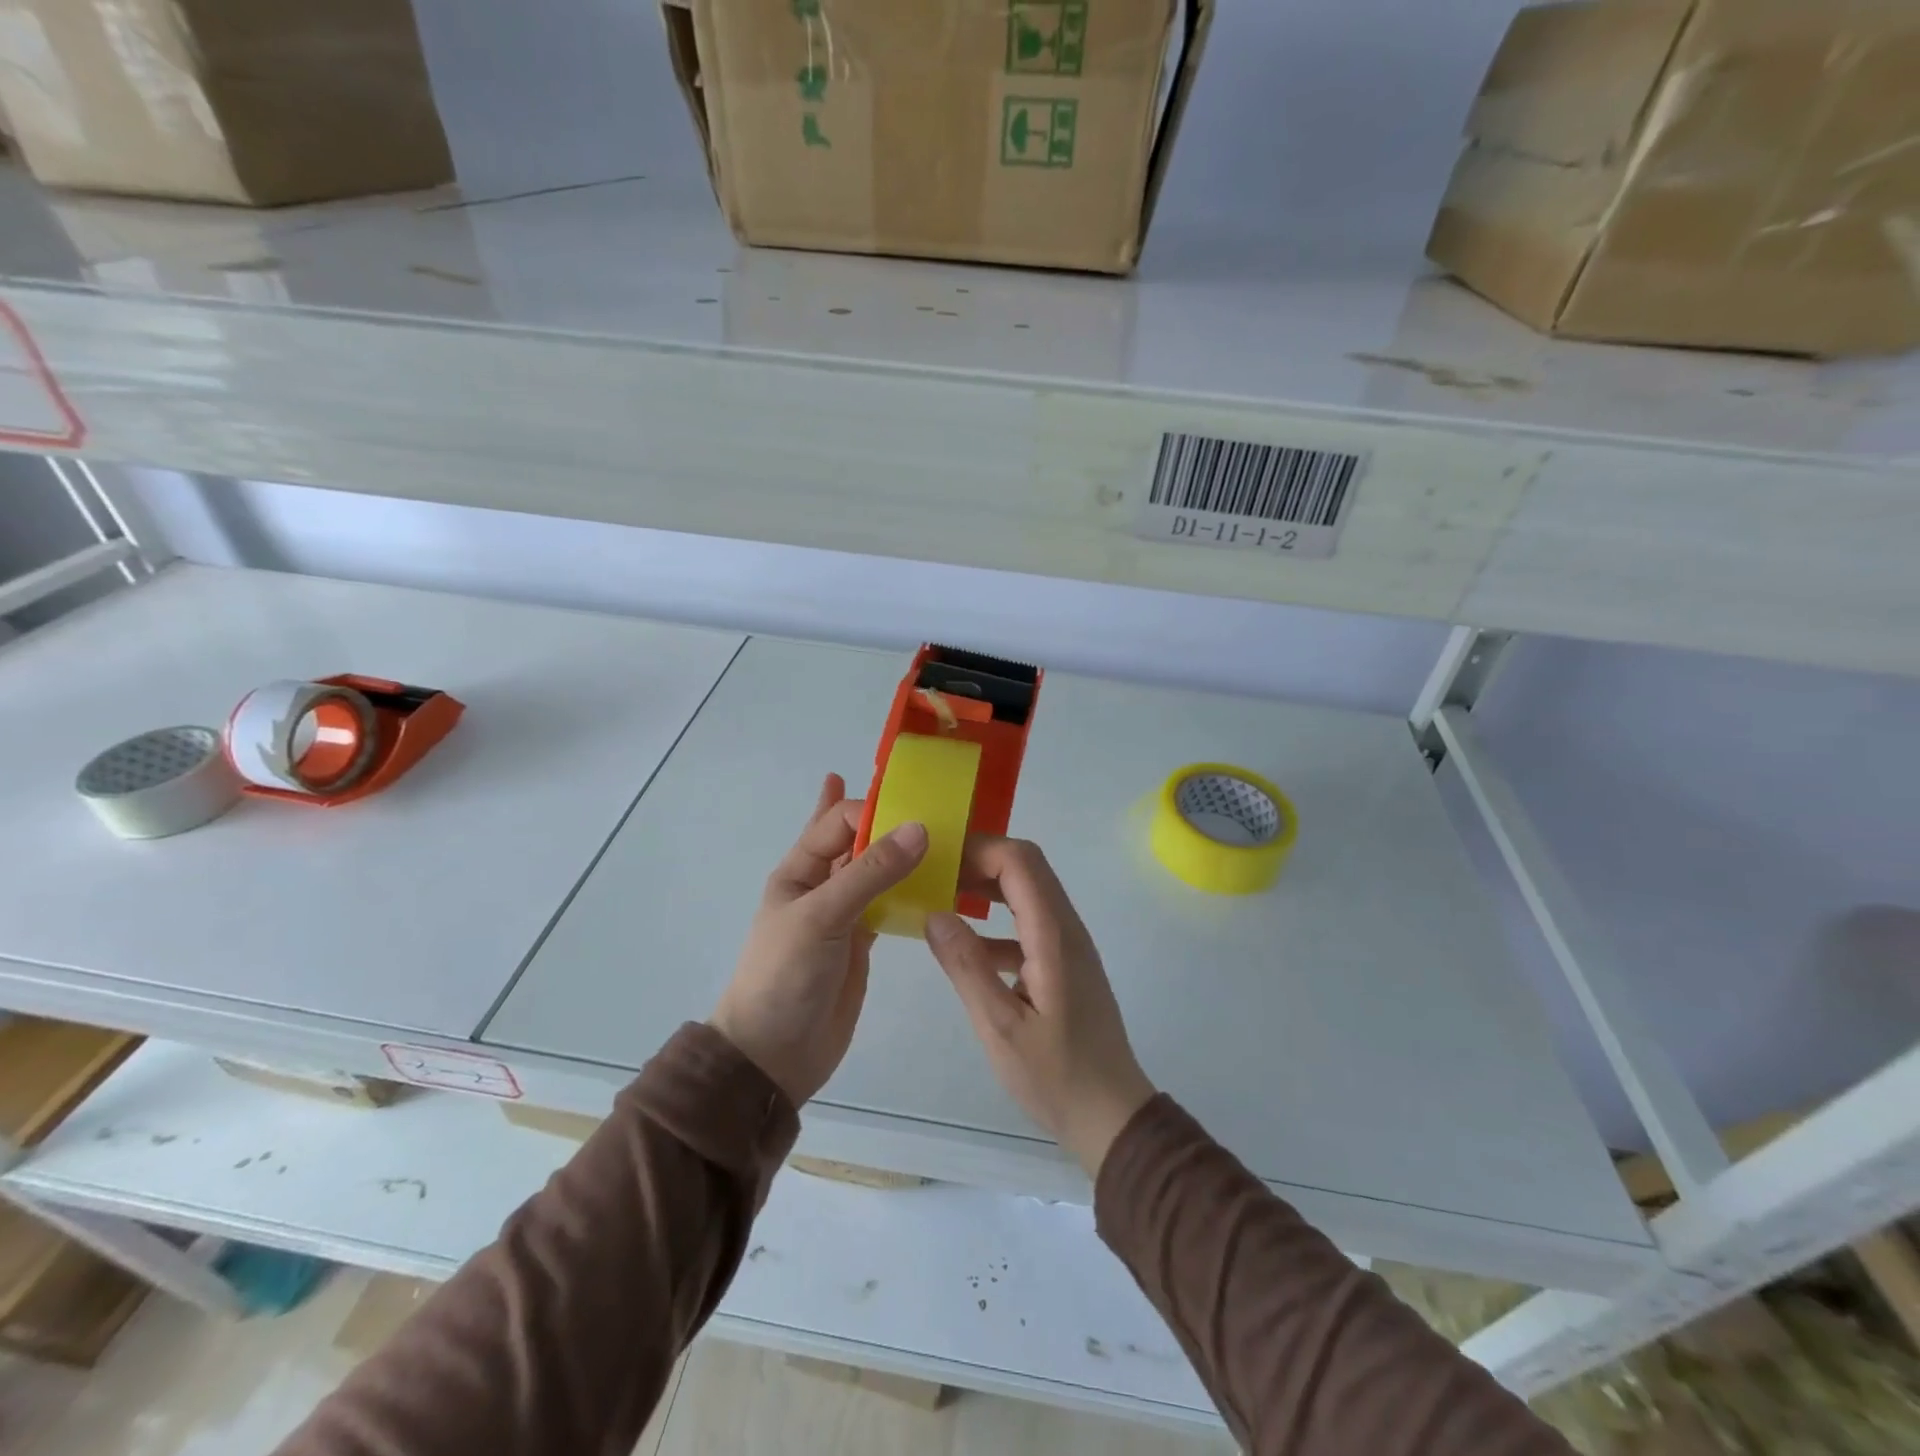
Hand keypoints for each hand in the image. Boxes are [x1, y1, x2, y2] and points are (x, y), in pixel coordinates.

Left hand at [712, 774, 928, 1106]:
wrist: (773, 1055)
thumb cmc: (785, 976)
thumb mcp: (822, 917)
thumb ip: (870, 873)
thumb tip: (920, 828)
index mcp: (800, 870)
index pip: (840, 822)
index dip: (874, 808)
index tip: (919, 806)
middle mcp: (822, 885)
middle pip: (858, 840)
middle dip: (886, 818)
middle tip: (932, 801)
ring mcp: (844, 913)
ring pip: (877, 871)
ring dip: (902, 851)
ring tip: (941, 833)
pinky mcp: (862, 940)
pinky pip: (889, 902)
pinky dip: (909, 888)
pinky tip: (934, 878)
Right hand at [924, 839, 1154, 1177]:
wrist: (1111, 1116)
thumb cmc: (1055, 1075)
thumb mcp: (1000, 1026)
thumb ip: (967, 967)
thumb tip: (935, 914)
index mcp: (1053, 936)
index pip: (1020, 862)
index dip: (979, 849)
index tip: (937, 860)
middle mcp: (1066, 928)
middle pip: (1027, 867)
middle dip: (980, 861)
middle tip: (935, 874)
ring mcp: (1069, 945)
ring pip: (1028, 892)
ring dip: (987, 887)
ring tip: (942, 898)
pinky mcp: (1065, 964)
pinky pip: (1029, 923)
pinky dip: (997, 921)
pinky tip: (967, 947)